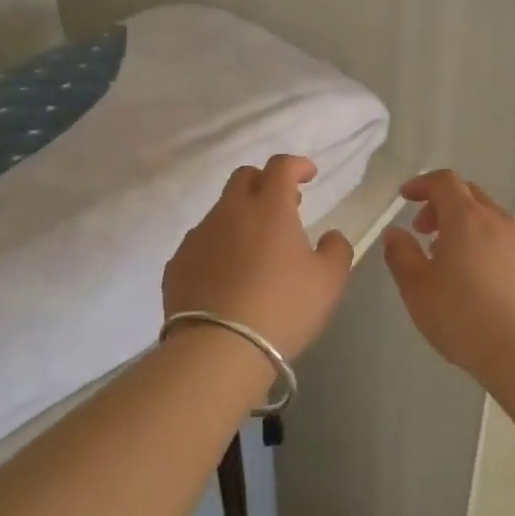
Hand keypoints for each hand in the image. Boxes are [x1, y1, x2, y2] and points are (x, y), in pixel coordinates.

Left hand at [163, 154, 353, 360]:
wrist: (218, 350)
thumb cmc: (283, 309)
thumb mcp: (329, 281)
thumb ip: (336, 249)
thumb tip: (330, 236)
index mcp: (269, 207)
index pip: (281, 166)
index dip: (297, 165)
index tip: (308, 175)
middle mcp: (230, 212)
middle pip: (244, 177)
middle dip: (265, 183)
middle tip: (283, 207)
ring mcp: (199, 236)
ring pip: (221, 211)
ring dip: (241, 218)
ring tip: (255, 250)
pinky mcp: (177, 264)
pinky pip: (201, 243)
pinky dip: (218, 247)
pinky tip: (228, 276)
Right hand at [382, 169, 514, 372]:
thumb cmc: (461, 316)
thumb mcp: (416, 288)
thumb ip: (401, 254)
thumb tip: (395, 234)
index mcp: (466, 218)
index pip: (444, 181)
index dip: (422, 183)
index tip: (406, 197)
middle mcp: (499, 220)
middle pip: (470, 195)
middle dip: (443, 205)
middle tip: (424, 231)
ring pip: (492, 219)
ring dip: (468, 227)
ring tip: (453, 259)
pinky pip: (510, 243)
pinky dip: (490, 247)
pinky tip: (484, 280)